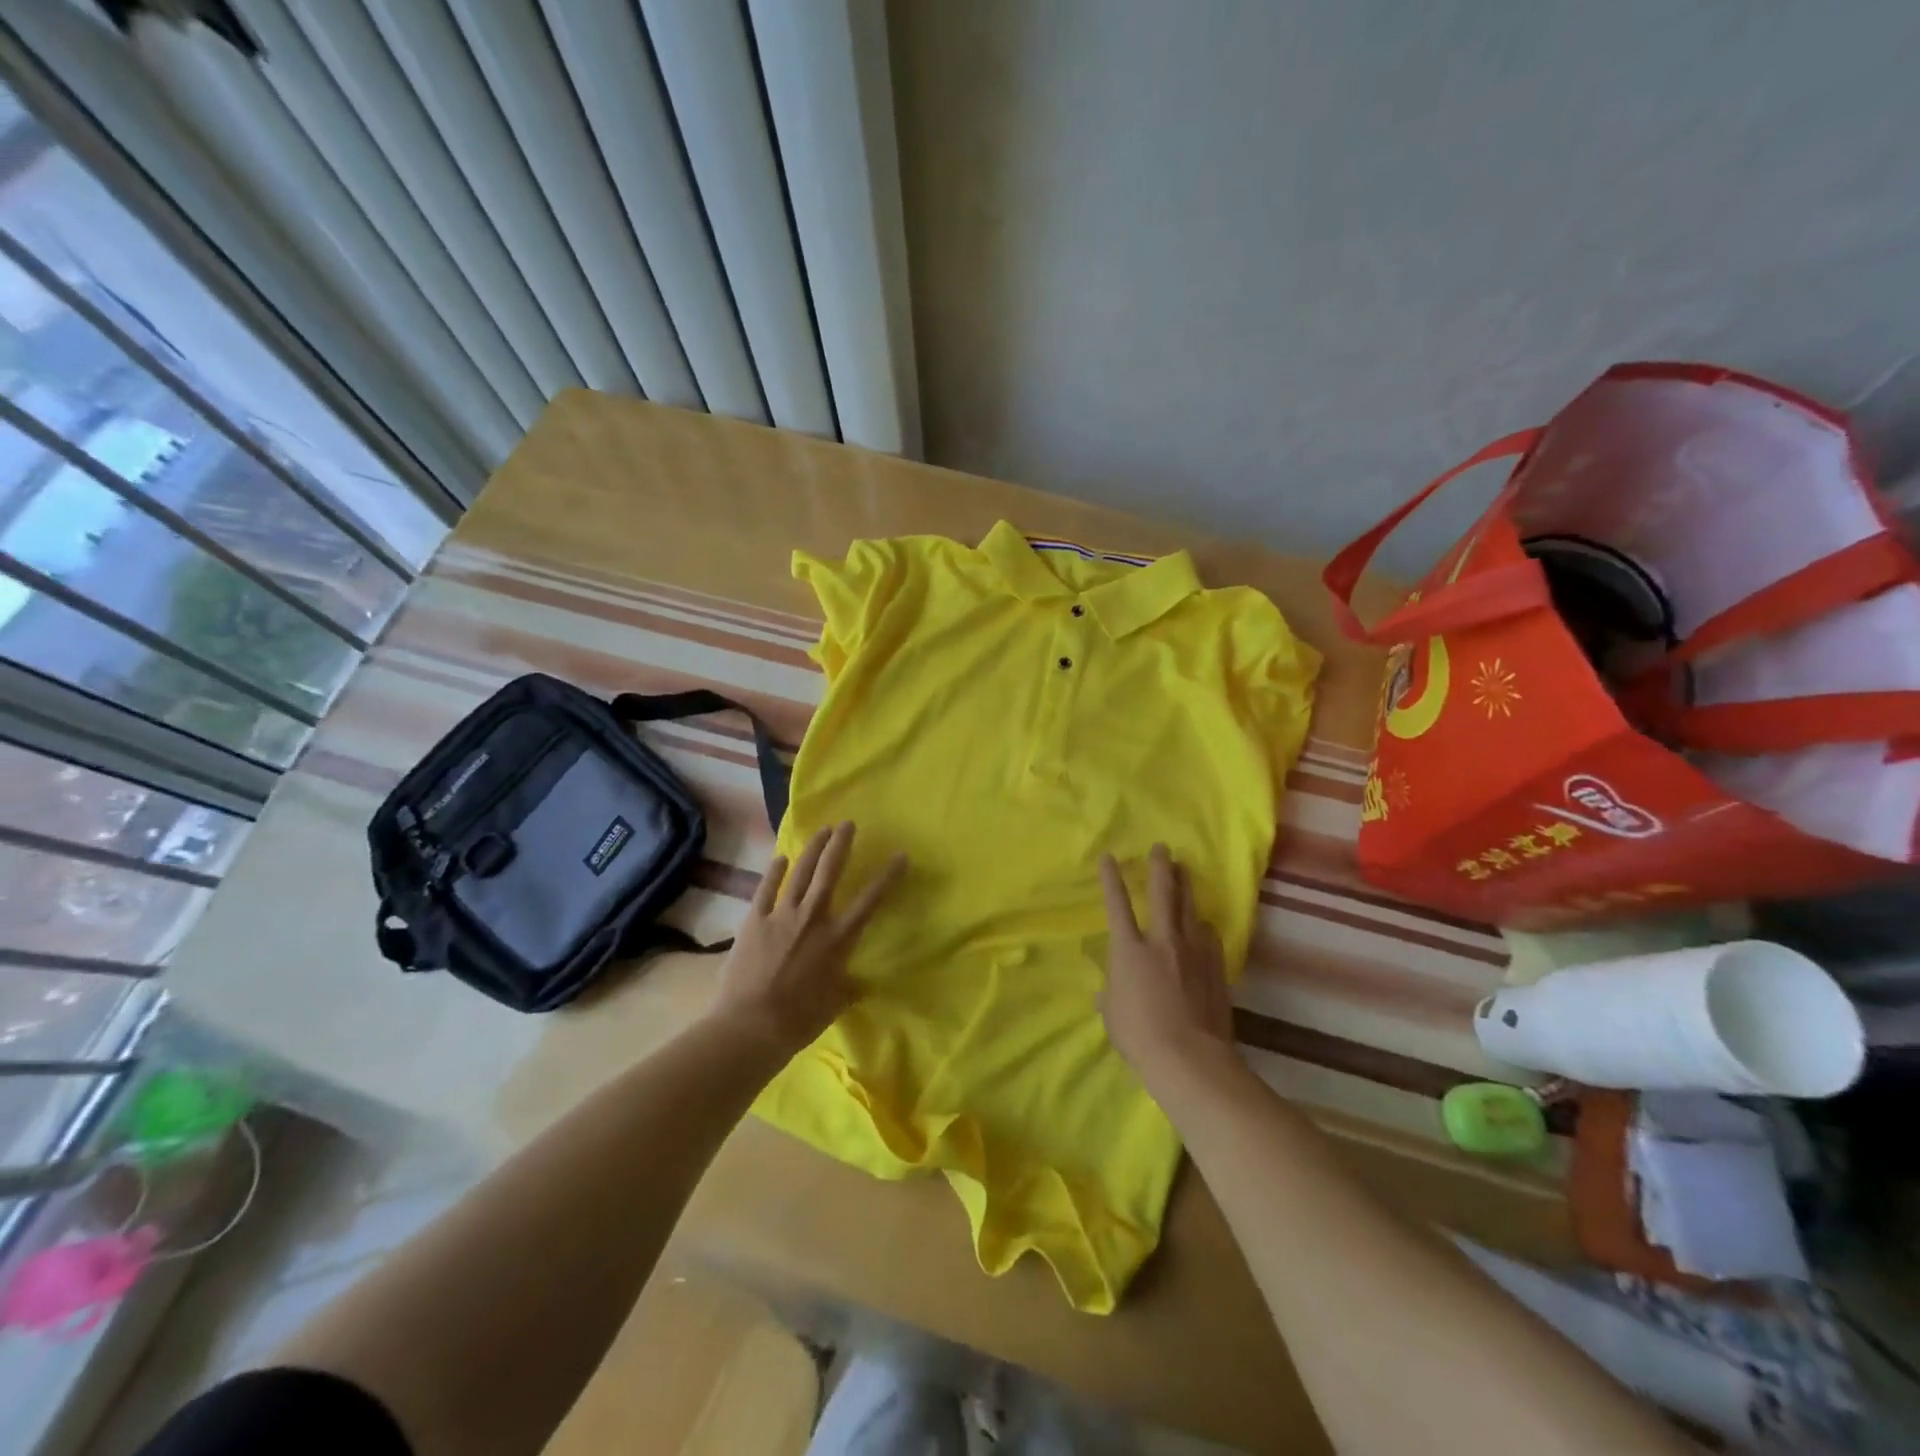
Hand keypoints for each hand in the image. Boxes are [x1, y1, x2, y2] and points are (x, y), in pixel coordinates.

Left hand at [711, 822, 905, 1055]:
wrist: (751, 1025)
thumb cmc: (799, 1019)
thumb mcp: (835, 1003)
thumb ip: (849, 987)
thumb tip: (862, 983)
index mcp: (838, 938)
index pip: (870, 900)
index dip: (887, 876)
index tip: (900, 855)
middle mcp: (813, 917)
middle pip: (830, 871)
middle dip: (841, 844)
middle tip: (847, 823)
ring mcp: (781, 915)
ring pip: (800, 873)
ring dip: (813, 849)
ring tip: (822, 830)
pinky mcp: (754, 920)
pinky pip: (765, 889)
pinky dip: (773, 872)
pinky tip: (780, 858)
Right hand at [1099, 844, 1236, 1089]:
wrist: (1191, 1058)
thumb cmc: (1140, 1037)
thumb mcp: (1113, 1015)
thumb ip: (1112, 994)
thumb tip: (1110, 990)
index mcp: (1129, 950)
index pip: (1116, 905)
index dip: (1111, 879)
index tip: (1109, 857)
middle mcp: (1161, 941)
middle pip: (1162, 894)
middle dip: (1160, 867)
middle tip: (1163, 848)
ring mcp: (1193, 951)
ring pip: (1189, 908)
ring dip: (1186, 887)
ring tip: (1184, 871)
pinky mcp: (1215, 967)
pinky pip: (1208, 936)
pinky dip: (1202, 926)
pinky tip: (1203, 925)